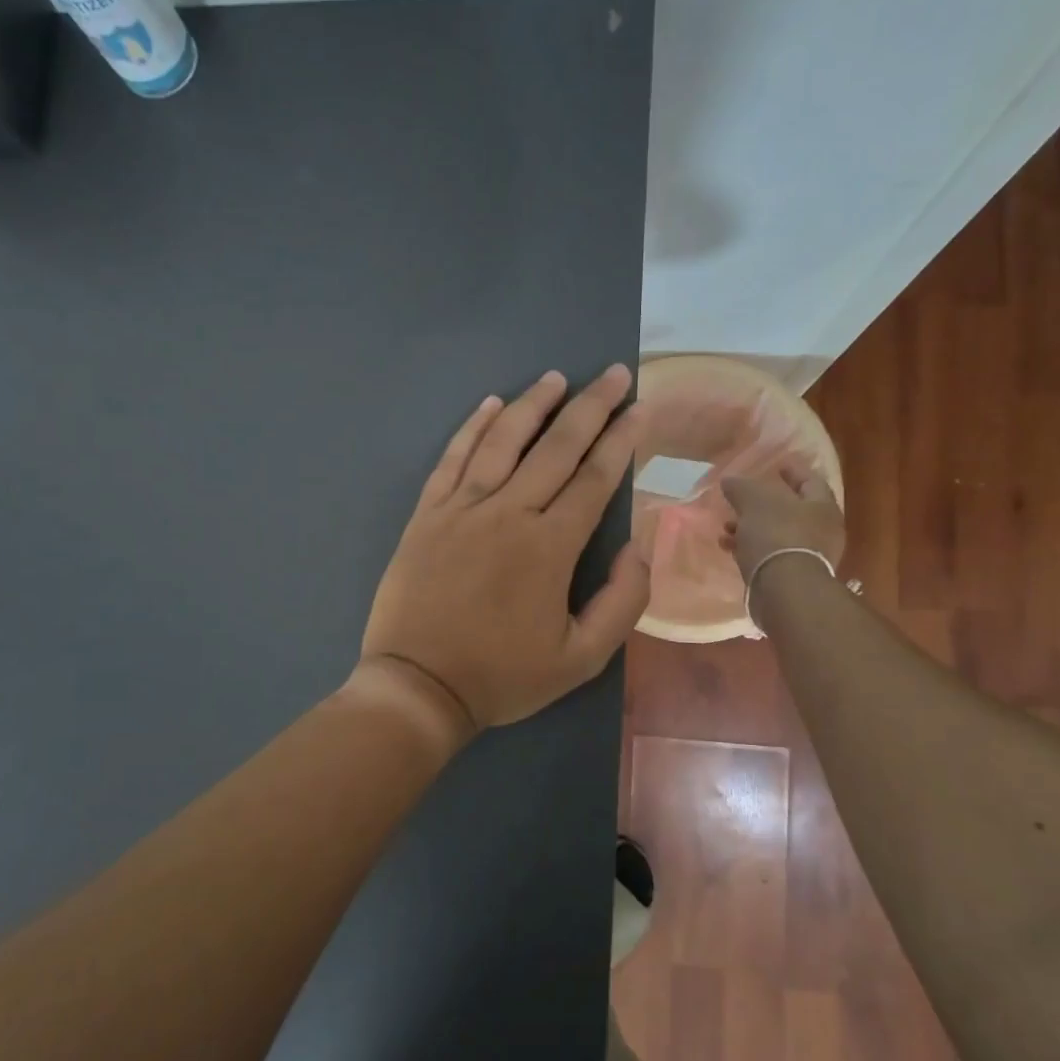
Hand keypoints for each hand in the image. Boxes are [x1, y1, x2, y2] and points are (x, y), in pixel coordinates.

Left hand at [359, 365, 650, 737]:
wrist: (418, 686)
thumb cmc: (501, 676)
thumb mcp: (581, 658)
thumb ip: (623, 601)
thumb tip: (640, 545)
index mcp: (550, 546)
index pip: (594, 478)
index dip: (621, 440)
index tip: (639, 409)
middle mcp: (508, 512)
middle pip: (556, 446)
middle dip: (591, 406)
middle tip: (613, 374)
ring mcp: (462, 508)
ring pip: (502, 441)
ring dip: (533, 404)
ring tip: (556, 377)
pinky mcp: (426, 514)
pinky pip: (452, 458)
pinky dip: (472, 428)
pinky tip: (490, 404)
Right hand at [721, 454, 846, 584]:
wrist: (783, 588)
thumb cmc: (776, 534)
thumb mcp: (754, 501)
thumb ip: (741, 487)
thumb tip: (729, 480)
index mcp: (822, 506)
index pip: (811, 481)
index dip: (793, 471)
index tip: (777, 465)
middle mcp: (821, 530)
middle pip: (790, 510)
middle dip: (762, 504)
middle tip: (742, 499)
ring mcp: (807, 556)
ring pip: (775, 533)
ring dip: (750, 528)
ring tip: (726, 526)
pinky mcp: (790, 576)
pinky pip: (768, 554)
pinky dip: (749, 547)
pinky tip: (728, 546)